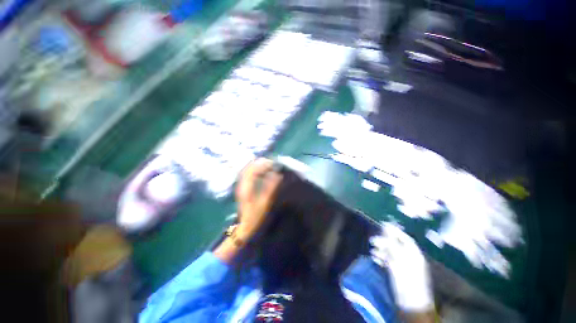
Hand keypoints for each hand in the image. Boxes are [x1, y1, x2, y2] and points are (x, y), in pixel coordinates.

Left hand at [235, 158, 282, 239]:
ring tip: (268, 166)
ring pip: (248, 170)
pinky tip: (262, 172)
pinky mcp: (242, 188)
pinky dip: (255, 171)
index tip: (273, 164)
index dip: (264, 165)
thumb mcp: (265, 202)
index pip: (254, 170)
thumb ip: (271, 187)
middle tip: (272, 163)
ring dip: (257, 166)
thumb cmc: (256, 216)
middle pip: (249, 167)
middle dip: (260, 163)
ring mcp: (241, 186)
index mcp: (246, 187)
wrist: (245, 226)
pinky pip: (248, 174)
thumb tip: (277, 174)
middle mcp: (242, 184)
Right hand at [370, 222, 432, 312]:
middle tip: (373, 240)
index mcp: (414, 254)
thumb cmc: (406, 282)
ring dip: (382, 250)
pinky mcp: (399, 274)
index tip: (383, 225)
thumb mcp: (398, 261)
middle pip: (396, 245)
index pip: (404, 238)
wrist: (411, 306)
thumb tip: (386, 228)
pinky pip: (390, 262)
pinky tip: (375, 259)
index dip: (394, 231)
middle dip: (384, 241)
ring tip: (373, 250)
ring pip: (392, 253)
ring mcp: (405, 267)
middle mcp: (411, 259)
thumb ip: (392, 244)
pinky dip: (382, 258)